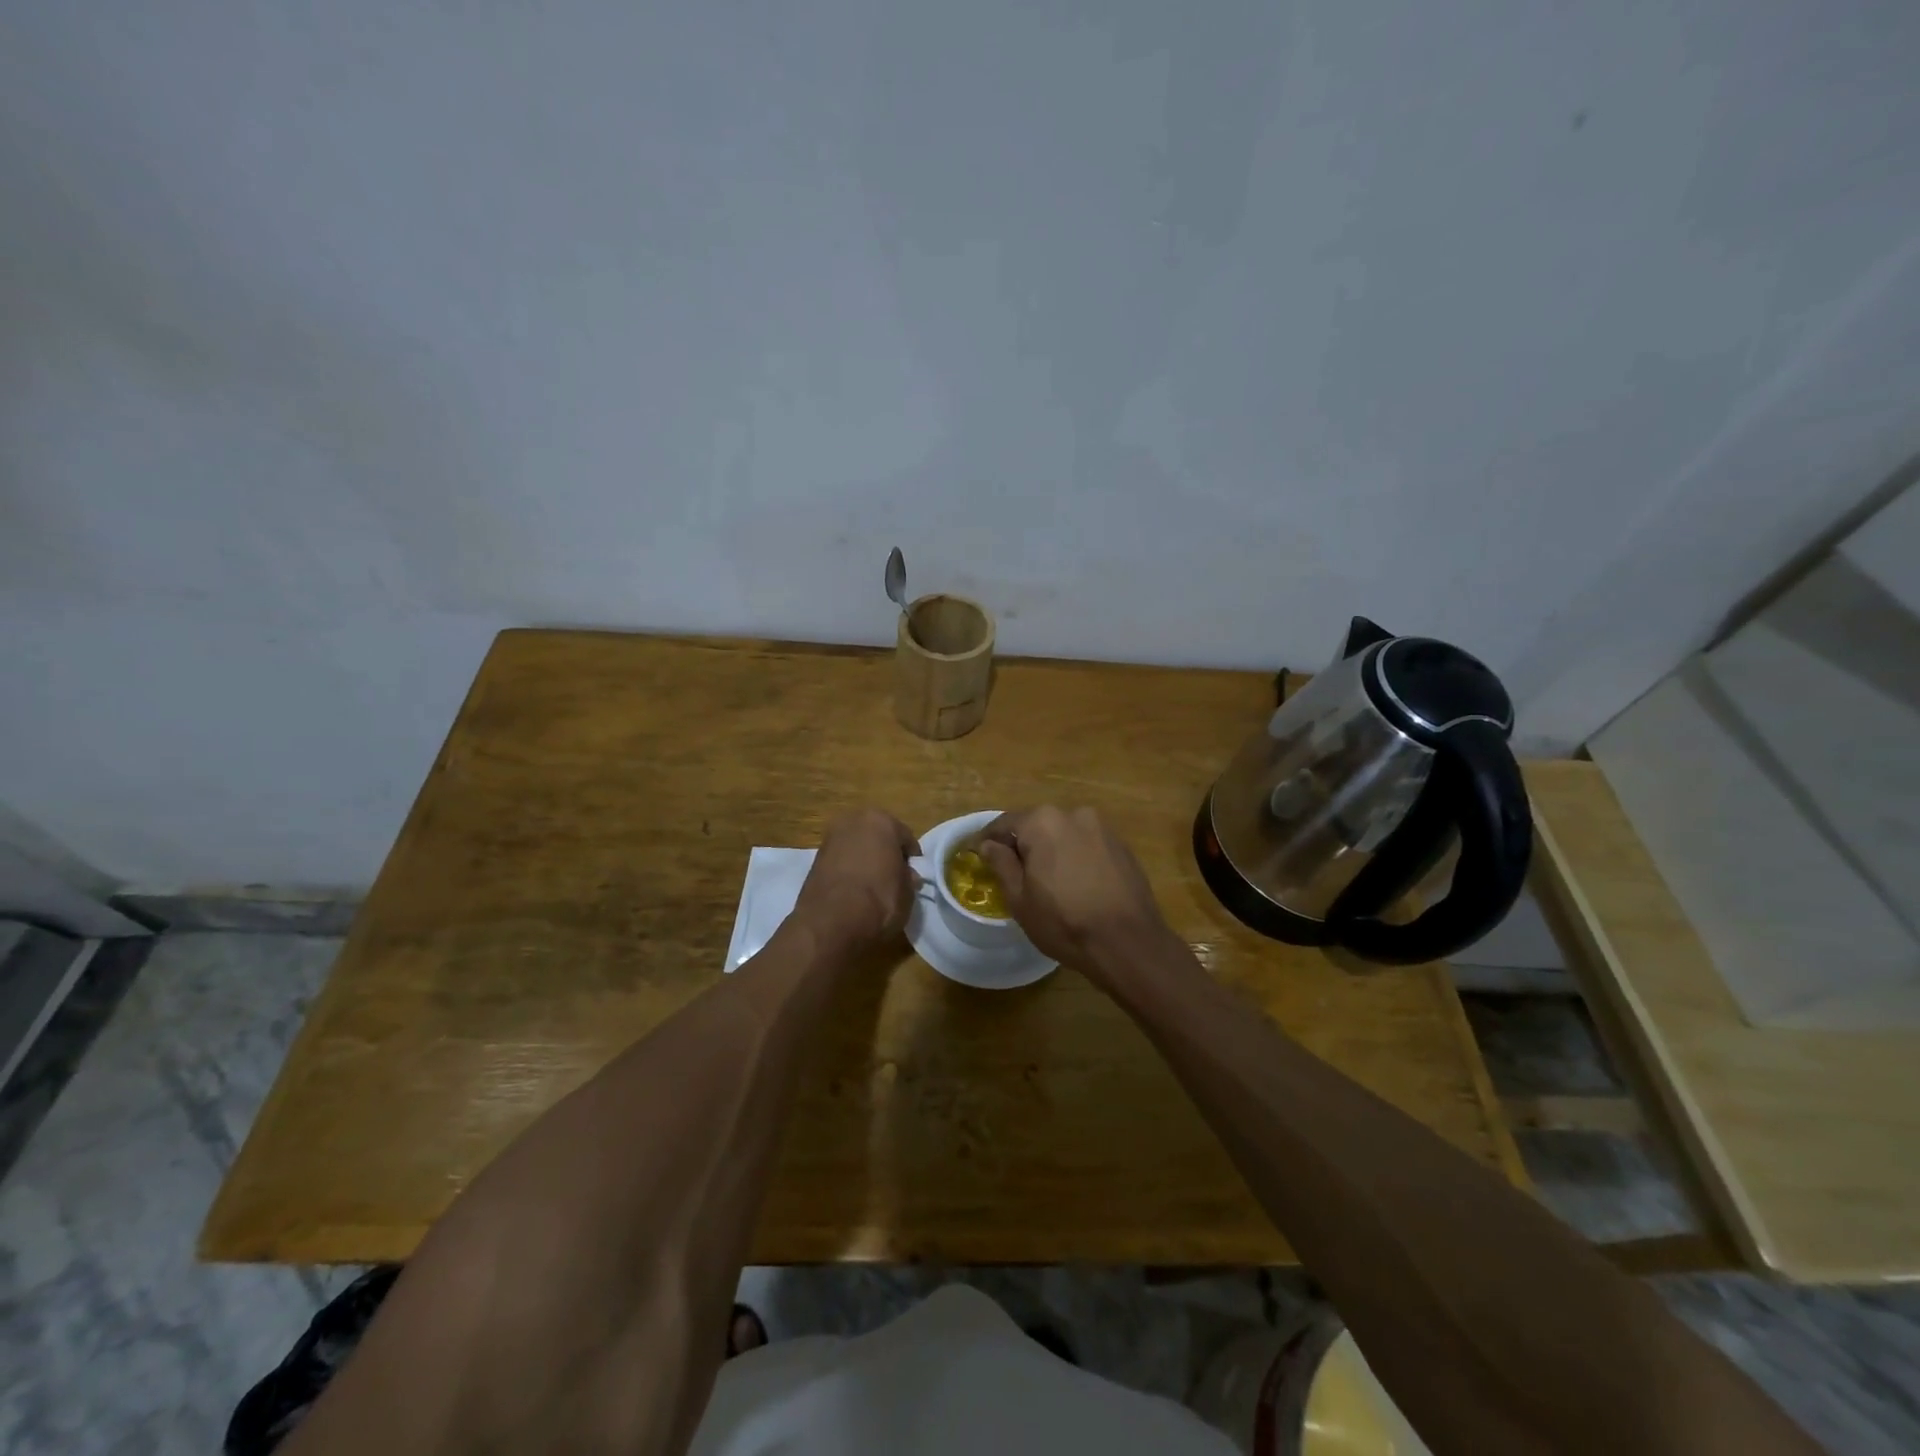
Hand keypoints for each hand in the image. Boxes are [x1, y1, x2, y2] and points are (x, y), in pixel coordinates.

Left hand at [793, 808, 920, 951]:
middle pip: (877, 836)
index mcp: (881, 821)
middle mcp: (853, 821)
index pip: (905, 837)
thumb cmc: (879, 900)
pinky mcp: (814, 859)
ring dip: (864, 860)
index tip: (914, 875)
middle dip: (885, 852)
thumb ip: (908, 878)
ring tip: (872, 886)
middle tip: (893, 877)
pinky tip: (853, 890)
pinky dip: (847, 870)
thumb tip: (907, 876)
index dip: (911, 858)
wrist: (831, 922)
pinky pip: (840, 861)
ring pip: (856, 846)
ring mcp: (830, 838)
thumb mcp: (908, 892)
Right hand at [978, 806, 1173, 977]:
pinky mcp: (1122, 846)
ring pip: (1065, 835)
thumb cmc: (1064, 922)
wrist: (1128, 943)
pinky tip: (1076, 885)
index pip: (1005, 823)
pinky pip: (1088, 846)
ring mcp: (1103, 828)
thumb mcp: (1020, 899)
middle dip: (1024, 845)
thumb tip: (988, 844)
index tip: (977, 854)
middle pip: (1037, 825)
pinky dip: (1076, 858)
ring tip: (1048, 882)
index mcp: (1043, 822)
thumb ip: (1001, 864)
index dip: (988, 840)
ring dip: (1052, 851)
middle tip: (1014, 873)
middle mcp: (1074, 814)